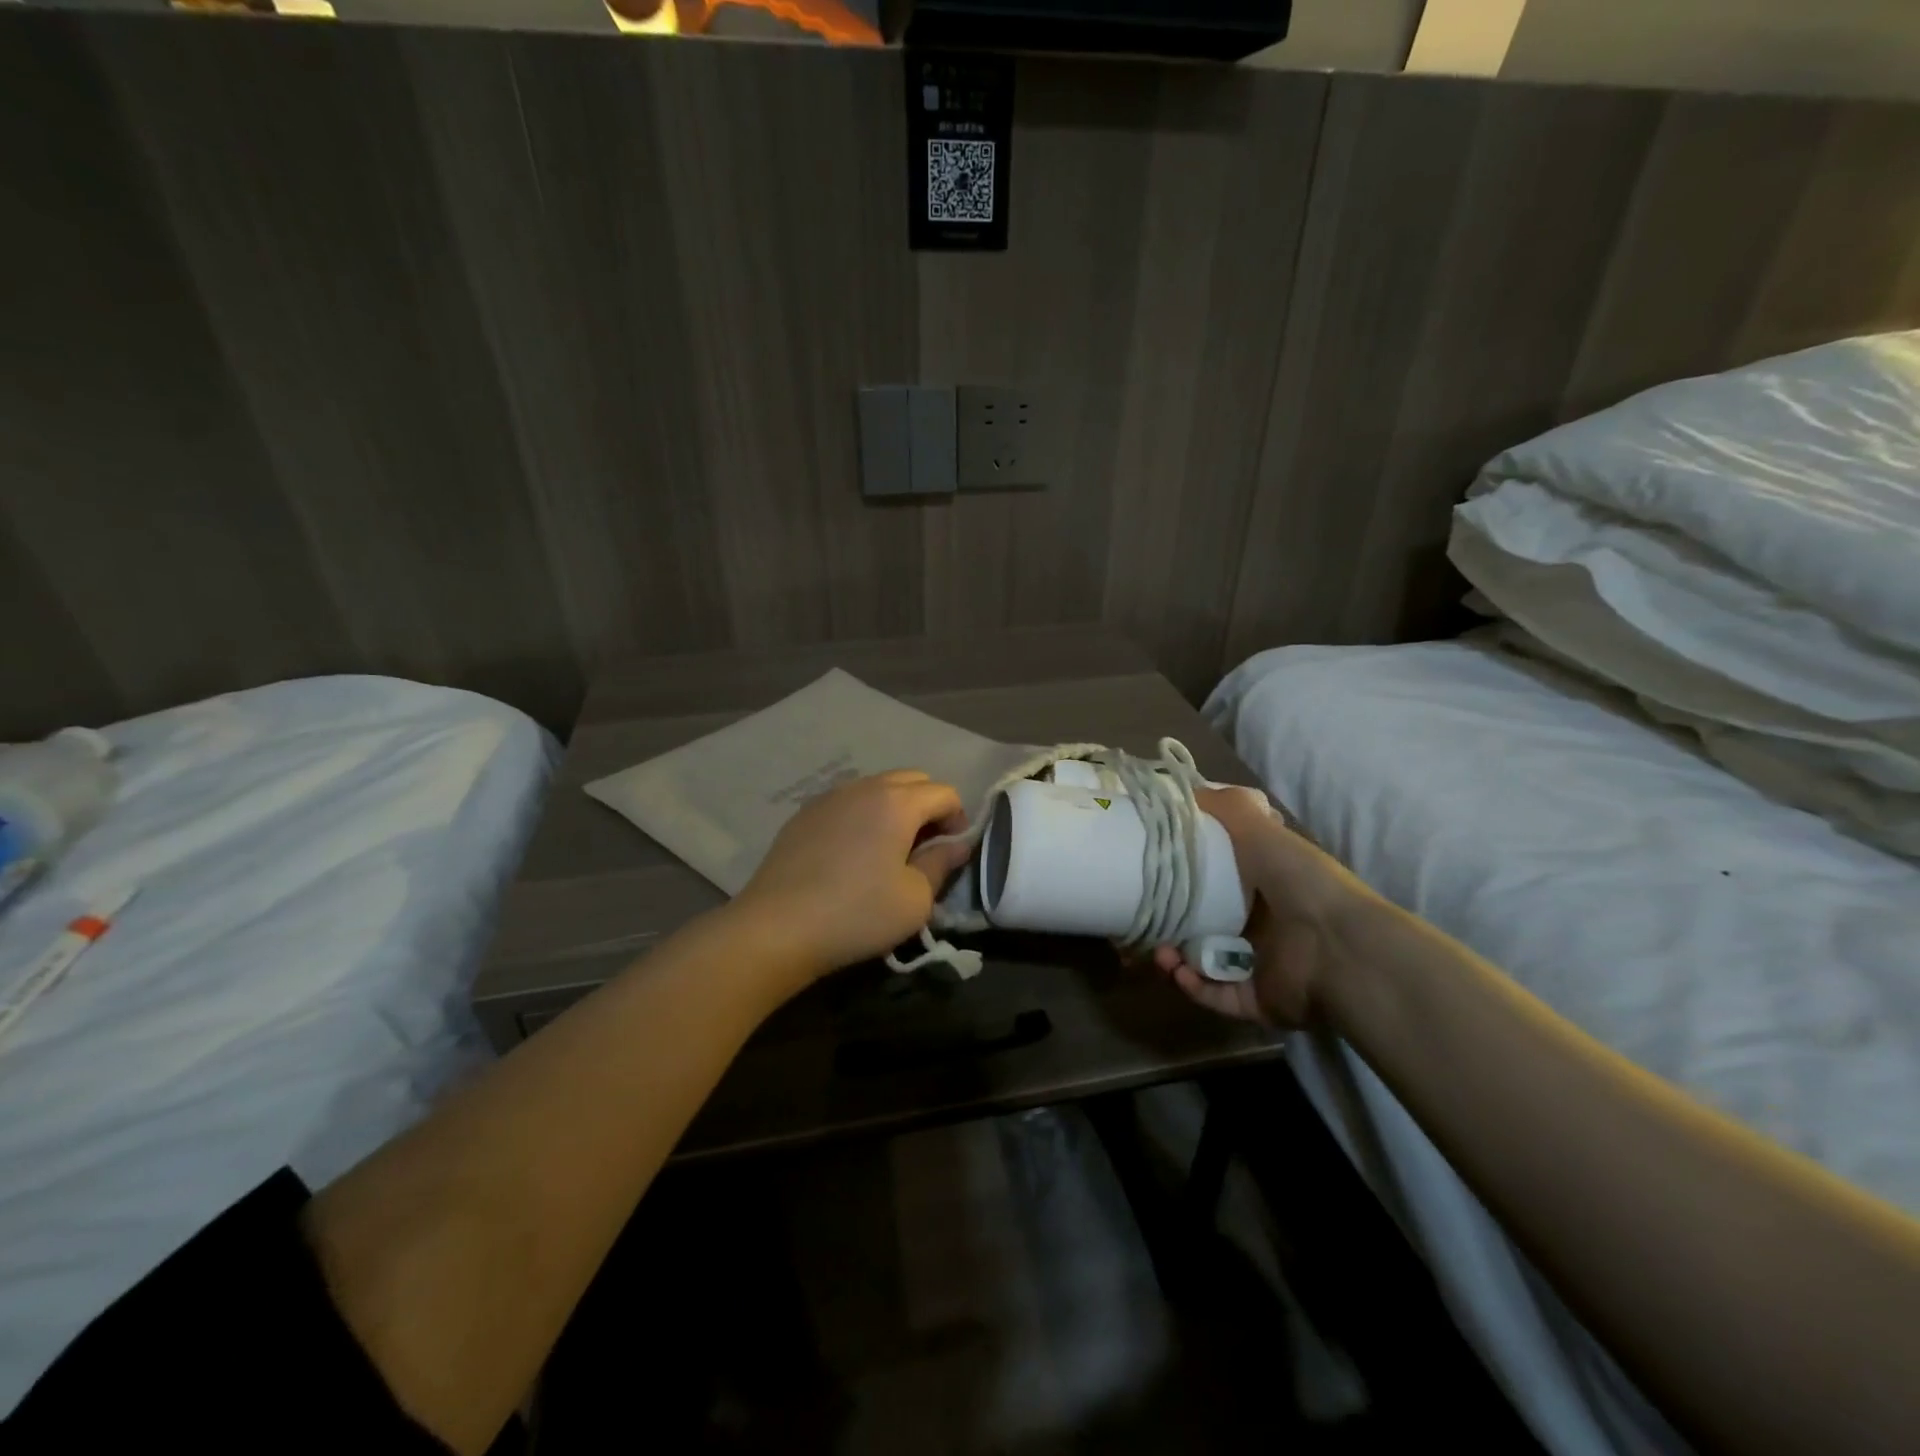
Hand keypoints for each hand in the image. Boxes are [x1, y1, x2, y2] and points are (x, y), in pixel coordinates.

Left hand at [732, 771, 973, 983]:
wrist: (777, 927)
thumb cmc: (857, 914)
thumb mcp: (916, 899)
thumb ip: (942, 864)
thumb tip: (956, 845)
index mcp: (898, 802)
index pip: (945, 793)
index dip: (959, 819)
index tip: (953, 851)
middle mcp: (865, 787)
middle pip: (912, 780)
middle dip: (929, 806)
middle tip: (926, 846)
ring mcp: (830, 797)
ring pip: (877, 787)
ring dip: (895, 808)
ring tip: (891, 848)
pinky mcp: (804, 813)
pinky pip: (848, 801)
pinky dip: (864, 815)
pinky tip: (854, 852)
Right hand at [1151, 786, 1374, 1027]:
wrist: (1339, 949)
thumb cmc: (1299, 881)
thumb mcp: (1262, 831)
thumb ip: (1229, 808)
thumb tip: (1190, 790)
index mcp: (1266, 883)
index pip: (1219, 876)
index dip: (1187, 872)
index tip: (1155, 867)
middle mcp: (1262, 923)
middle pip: (1205, 920)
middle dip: (1172, 920)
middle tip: (1144, 914)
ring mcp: (1259, 964)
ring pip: (1203, 961)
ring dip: (1175, 957)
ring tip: (1159, 951)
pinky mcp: (1255, 999)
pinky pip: (1214, 994)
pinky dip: (1193, 985)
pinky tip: (1176, 970)